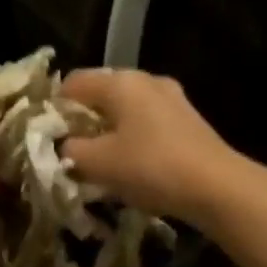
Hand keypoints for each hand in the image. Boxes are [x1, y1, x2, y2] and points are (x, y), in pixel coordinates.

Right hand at [59, 69, 248, 226]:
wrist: (217, 187)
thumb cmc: (151, 167)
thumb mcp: (97, 163)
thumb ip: (69, 150)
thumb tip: (63, 146)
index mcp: (120, 82)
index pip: (72, 83)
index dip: (54, 108)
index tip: (49, 138)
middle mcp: (146, 80)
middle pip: (101, 94)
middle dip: (83, 121)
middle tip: (73, 152)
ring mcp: (172, 98)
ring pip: (126, 109)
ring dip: (110, 131)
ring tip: (102, 162)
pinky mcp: (188, 120)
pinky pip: (148, 122)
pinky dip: (134, 138)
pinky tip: (134, 165)